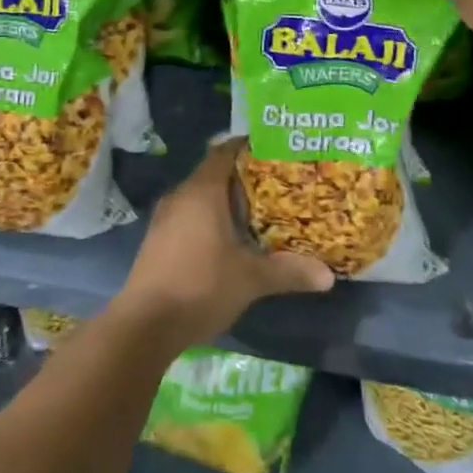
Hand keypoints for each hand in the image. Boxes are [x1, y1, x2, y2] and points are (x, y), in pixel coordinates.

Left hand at [114, 138, 333, 348]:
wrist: (144, 326)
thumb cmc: (200, 287)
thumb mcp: (250, 279)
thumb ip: (288, 271)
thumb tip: (328, 276)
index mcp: (202, 191)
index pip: (225, 152)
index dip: (248, 146)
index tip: (274, 149)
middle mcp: (181, 196)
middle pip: (214, 173)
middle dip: (243, 177)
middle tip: (276, 183)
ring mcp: (165, 218)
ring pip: (200, 197)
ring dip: (225, 200)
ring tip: (257, 211)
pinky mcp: (158, 240)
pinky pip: (189, 215)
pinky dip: (209, 218)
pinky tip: (228, 239)